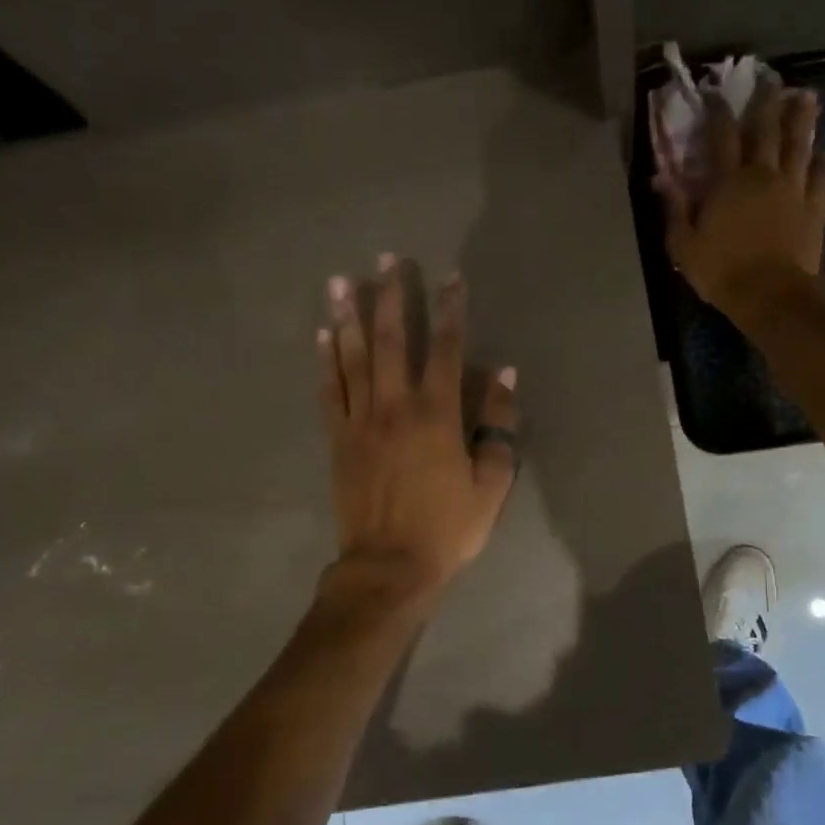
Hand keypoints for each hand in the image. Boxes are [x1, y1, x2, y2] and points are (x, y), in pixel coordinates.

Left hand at [318, 256, 518, 603]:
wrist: (388, 566)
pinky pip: (328, 390)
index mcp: (437, 415)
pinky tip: (321, 334)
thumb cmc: (447, 528)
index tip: (450, 277)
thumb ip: (497, 426)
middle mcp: (395, 406)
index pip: (446, 349)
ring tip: (340, 279)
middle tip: (386, 259)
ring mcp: (360, 420)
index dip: (451, 310)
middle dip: (391, 296)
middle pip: (392, 340)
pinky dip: (325, 360)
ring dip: (348, 316)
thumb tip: (503, 376)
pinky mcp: (337, 439)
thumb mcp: (491, 483)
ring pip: (352, 357)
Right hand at [661, 87, 824, 325]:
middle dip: (767, 103)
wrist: (771, 295)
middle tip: (771, 80)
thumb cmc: (721, 271)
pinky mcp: (815, 207)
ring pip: (800, 145)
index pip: (722, 136)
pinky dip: (822, 162)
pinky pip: (822, 177)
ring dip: (802, 120)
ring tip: (806, 98)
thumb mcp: (683, 246)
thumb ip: (674, 209)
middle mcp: (763, 175)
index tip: (716, 93)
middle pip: (767, 130)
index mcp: (728, 182)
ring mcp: (793, 189)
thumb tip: (661, 178)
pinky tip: (823, 153)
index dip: (718, 112)